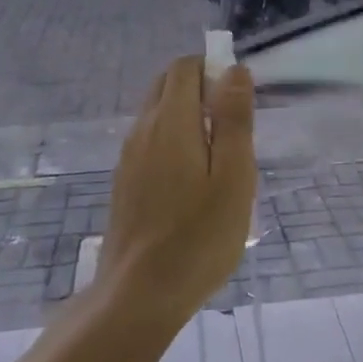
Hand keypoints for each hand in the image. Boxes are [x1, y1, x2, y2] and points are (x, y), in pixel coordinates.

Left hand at [103, 56, 256, 323]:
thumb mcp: (234, 176)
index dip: (213, 69)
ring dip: (187, 115)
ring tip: (218, 159)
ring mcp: (128, 156)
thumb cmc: (199, 236)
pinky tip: (192, 181)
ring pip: (157, 113)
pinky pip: (150, 140)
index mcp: (170, 120)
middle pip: (167, 84)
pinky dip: (173, 139)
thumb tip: (234, 70)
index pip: (185, 67)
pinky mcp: (124, 180)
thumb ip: (234, 119)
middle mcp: (143, 129)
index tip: (238, 101)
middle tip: (232, 129)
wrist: (139, 294)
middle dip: (200, 88)